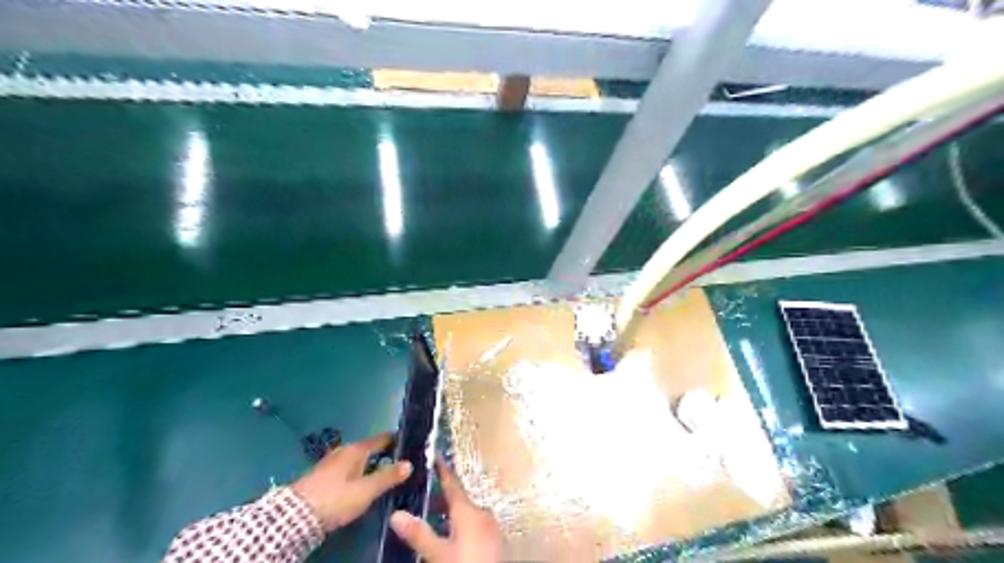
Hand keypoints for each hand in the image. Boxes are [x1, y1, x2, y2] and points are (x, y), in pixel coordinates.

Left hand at [290, 431, 411, 532]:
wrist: (293, 516)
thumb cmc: (335, 498)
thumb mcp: (365, 490)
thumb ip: (388, 477)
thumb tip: (410, 463)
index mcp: (357, 449)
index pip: (383, 438)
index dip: (398, 441)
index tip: (412, 445)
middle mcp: (344, 450)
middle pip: (370, 449)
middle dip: (386, 455)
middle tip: (401, 465)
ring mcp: (332, 462)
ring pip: (359, 460)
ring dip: (371, 465)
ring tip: (385, 476)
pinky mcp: (323, 476)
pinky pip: (348, 468)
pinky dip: (359, 473)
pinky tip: (363, 484)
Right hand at [389, 461, 500, 560]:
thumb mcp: (438, 554)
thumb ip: (419, 534)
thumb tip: (395, 514)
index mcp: (469, 510)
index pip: (452, 483)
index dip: (442, 470)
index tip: (435, 455)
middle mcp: (482, 513)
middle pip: (460, 499)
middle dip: (443, 495)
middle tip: (425, 491)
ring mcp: (491, 526)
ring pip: (468, 513)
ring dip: (452, 512)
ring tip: (435, 514)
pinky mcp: (495, 540)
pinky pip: (475, 524)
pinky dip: (462, 524)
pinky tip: (453, 534)